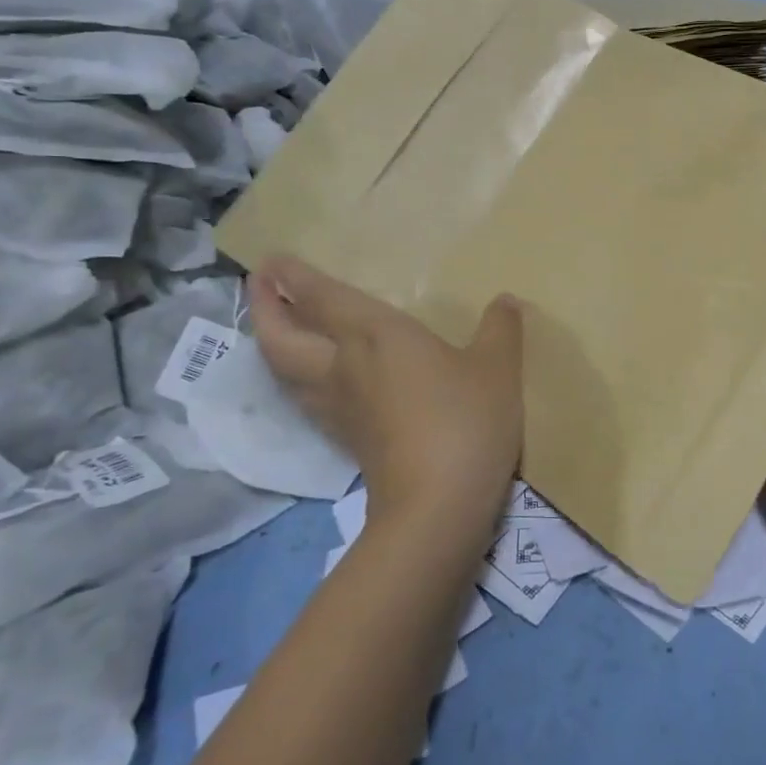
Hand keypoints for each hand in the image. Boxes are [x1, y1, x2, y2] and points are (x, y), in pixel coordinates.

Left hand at [250, 257, 524, 540]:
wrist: (438, 504)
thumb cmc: (466, 420)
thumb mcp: (498, 367)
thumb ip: (501, 329)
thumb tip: (506, 301)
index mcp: (375, 335)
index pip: (322, 299)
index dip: (294, 278)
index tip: (271, 259)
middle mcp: (344, 366)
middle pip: (281, 337)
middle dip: (264, 308)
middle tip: (259, 285)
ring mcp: (340, 407)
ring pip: (283, 370)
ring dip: (271, 342)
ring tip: (276, 326)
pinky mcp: (346, 439)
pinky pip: (305, 396)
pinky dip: (294, 377)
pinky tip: (314, 378)